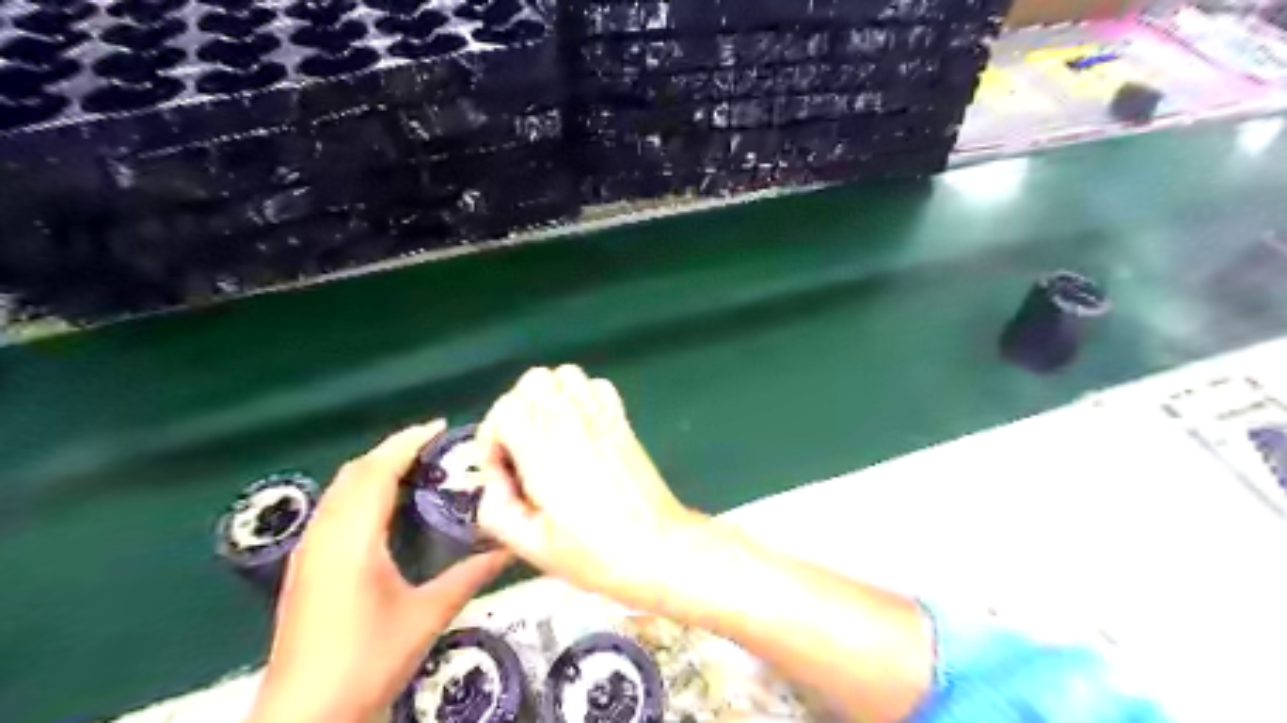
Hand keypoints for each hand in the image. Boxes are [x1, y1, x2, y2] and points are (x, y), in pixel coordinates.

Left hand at [248, 423, 510, 721]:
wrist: (305, 715)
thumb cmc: (368, 659)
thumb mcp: (427, 615)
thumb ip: (469, 577)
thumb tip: (509, 549)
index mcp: (353, 538)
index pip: (377, 470)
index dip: (408, 442)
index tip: (440, 426)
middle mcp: (324, 535)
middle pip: (354, 473)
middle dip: (392, 450)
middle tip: (433, 446)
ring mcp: (308, 552)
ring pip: (339, 490)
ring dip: (374, 469)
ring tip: (413, 468)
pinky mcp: (304, 568)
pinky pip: (332, 509)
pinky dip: (359, 491)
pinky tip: (383, 508)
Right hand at [474, 364, 703, 607]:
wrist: (657, 547)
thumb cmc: (594, 552)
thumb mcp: (531, 546)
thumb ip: (496, 511)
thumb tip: (493, 484)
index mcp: (544, 447)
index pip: (505, 409)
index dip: (492, 437)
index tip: (500, 472)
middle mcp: (572, 419)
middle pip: (533, 381)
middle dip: (516, 409)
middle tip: (520, 449)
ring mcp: (601, 415)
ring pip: (565, 375)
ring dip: (549, 397)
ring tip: (548, 434)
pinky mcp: (622, 420)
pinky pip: (596, 386)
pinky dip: (581, 396)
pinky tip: (579, 428)